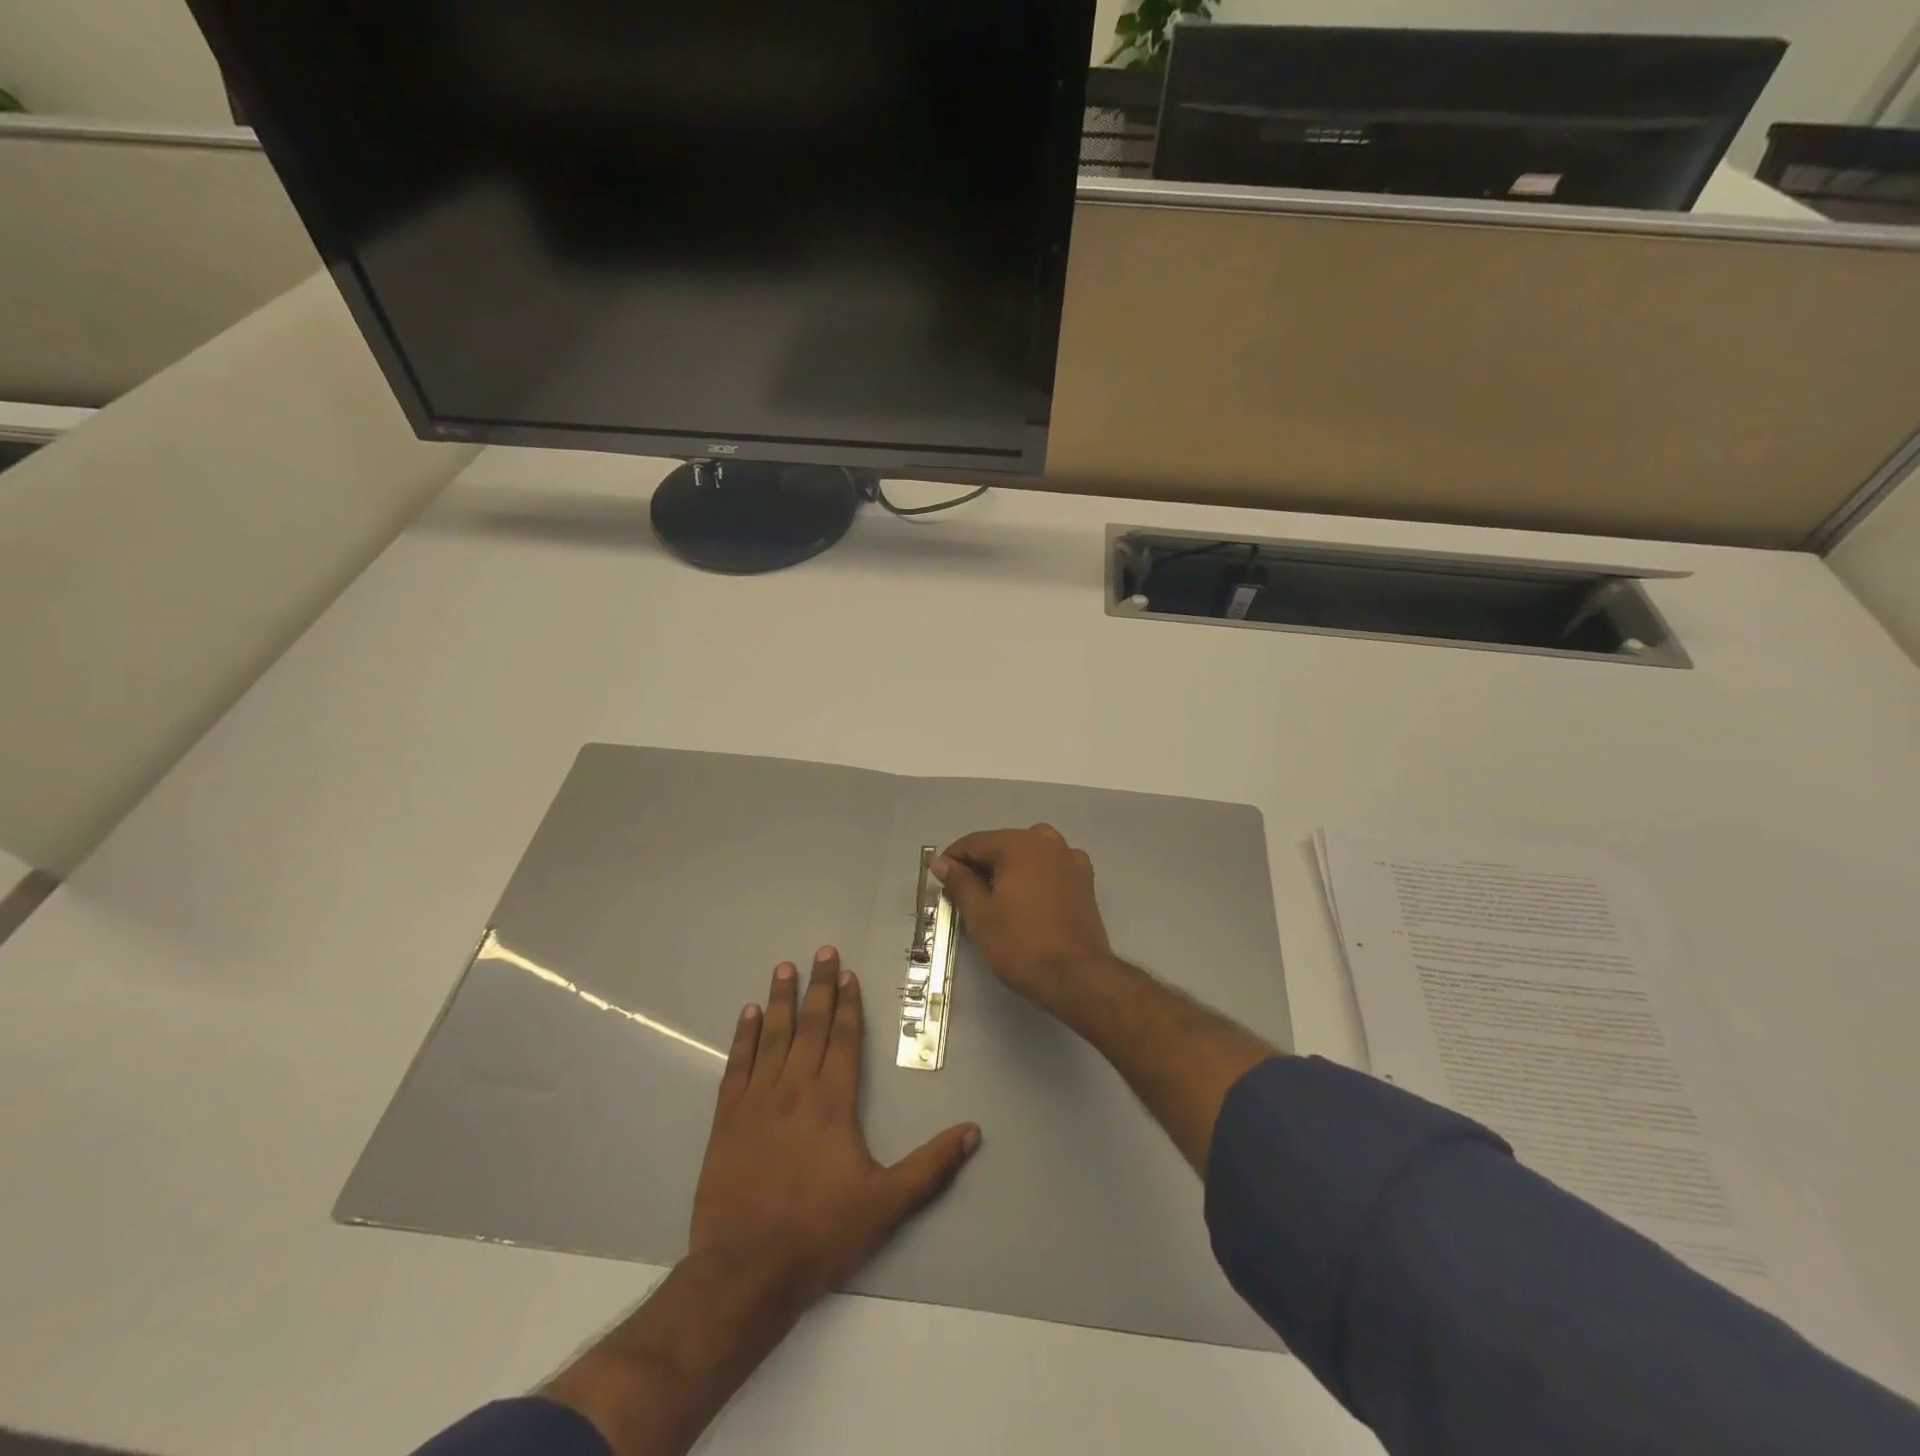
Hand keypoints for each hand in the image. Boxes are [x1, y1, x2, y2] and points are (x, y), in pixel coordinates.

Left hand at [690, 948, 980, 1313]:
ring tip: (785, 968)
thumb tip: (972, 1132)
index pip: (843, 1040)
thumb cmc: (820, 1235)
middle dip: (819, 987)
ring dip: (781, 1000)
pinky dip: (744, 1036)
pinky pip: (737, 1065)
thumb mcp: (886, 1205)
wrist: (745, 1272)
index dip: (847, 1005)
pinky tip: (748, 1014)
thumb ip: (931, 1166)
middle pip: (810, 1026)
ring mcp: (757, 1101)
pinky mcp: (727, 1119)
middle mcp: (795, 1089)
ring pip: (773, 1036)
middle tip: (822, 952)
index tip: (848, 975)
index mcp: (833, 1103)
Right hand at [932, 825, 1115, 1008]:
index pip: (975, 843)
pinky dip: (1035, 875)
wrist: (1076, 976)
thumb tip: (941, 863)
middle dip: (982, 864)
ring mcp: (1070, 859)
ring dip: (1010, 868)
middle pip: (1003, 845)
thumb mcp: (980, 914)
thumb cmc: (1020, 944)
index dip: (953, 859)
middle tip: (965, 894)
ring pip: (1029, 853)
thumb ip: (960, 882)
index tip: (940, 879)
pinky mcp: (1085, 880)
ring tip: (996, 897)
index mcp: (1019, 844)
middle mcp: (1047, 842)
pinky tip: (1029, 898)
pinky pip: (1051, 867)